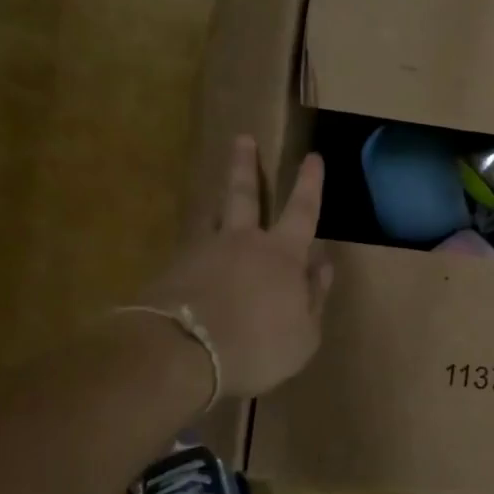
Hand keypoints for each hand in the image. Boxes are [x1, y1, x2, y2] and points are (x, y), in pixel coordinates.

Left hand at [134, 135, 333, 398]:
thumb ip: (315, 296)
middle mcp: (242, 243)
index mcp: (282, 255)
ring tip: (217, 193)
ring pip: (213, 218)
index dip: (309, 184)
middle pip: (245, 195)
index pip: (302, 211)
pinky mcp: (171, 272)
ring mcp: (201, 253)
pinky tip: (194, 259)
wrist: (180, 355)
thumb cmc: (257, 346)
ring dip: (218, 201)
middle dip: (246, 166)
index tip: (312, 156)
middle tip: (242, 138)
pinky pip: (191, 251)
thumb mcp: (304, 334)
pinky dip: (197, 250)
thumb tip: (323, 263)